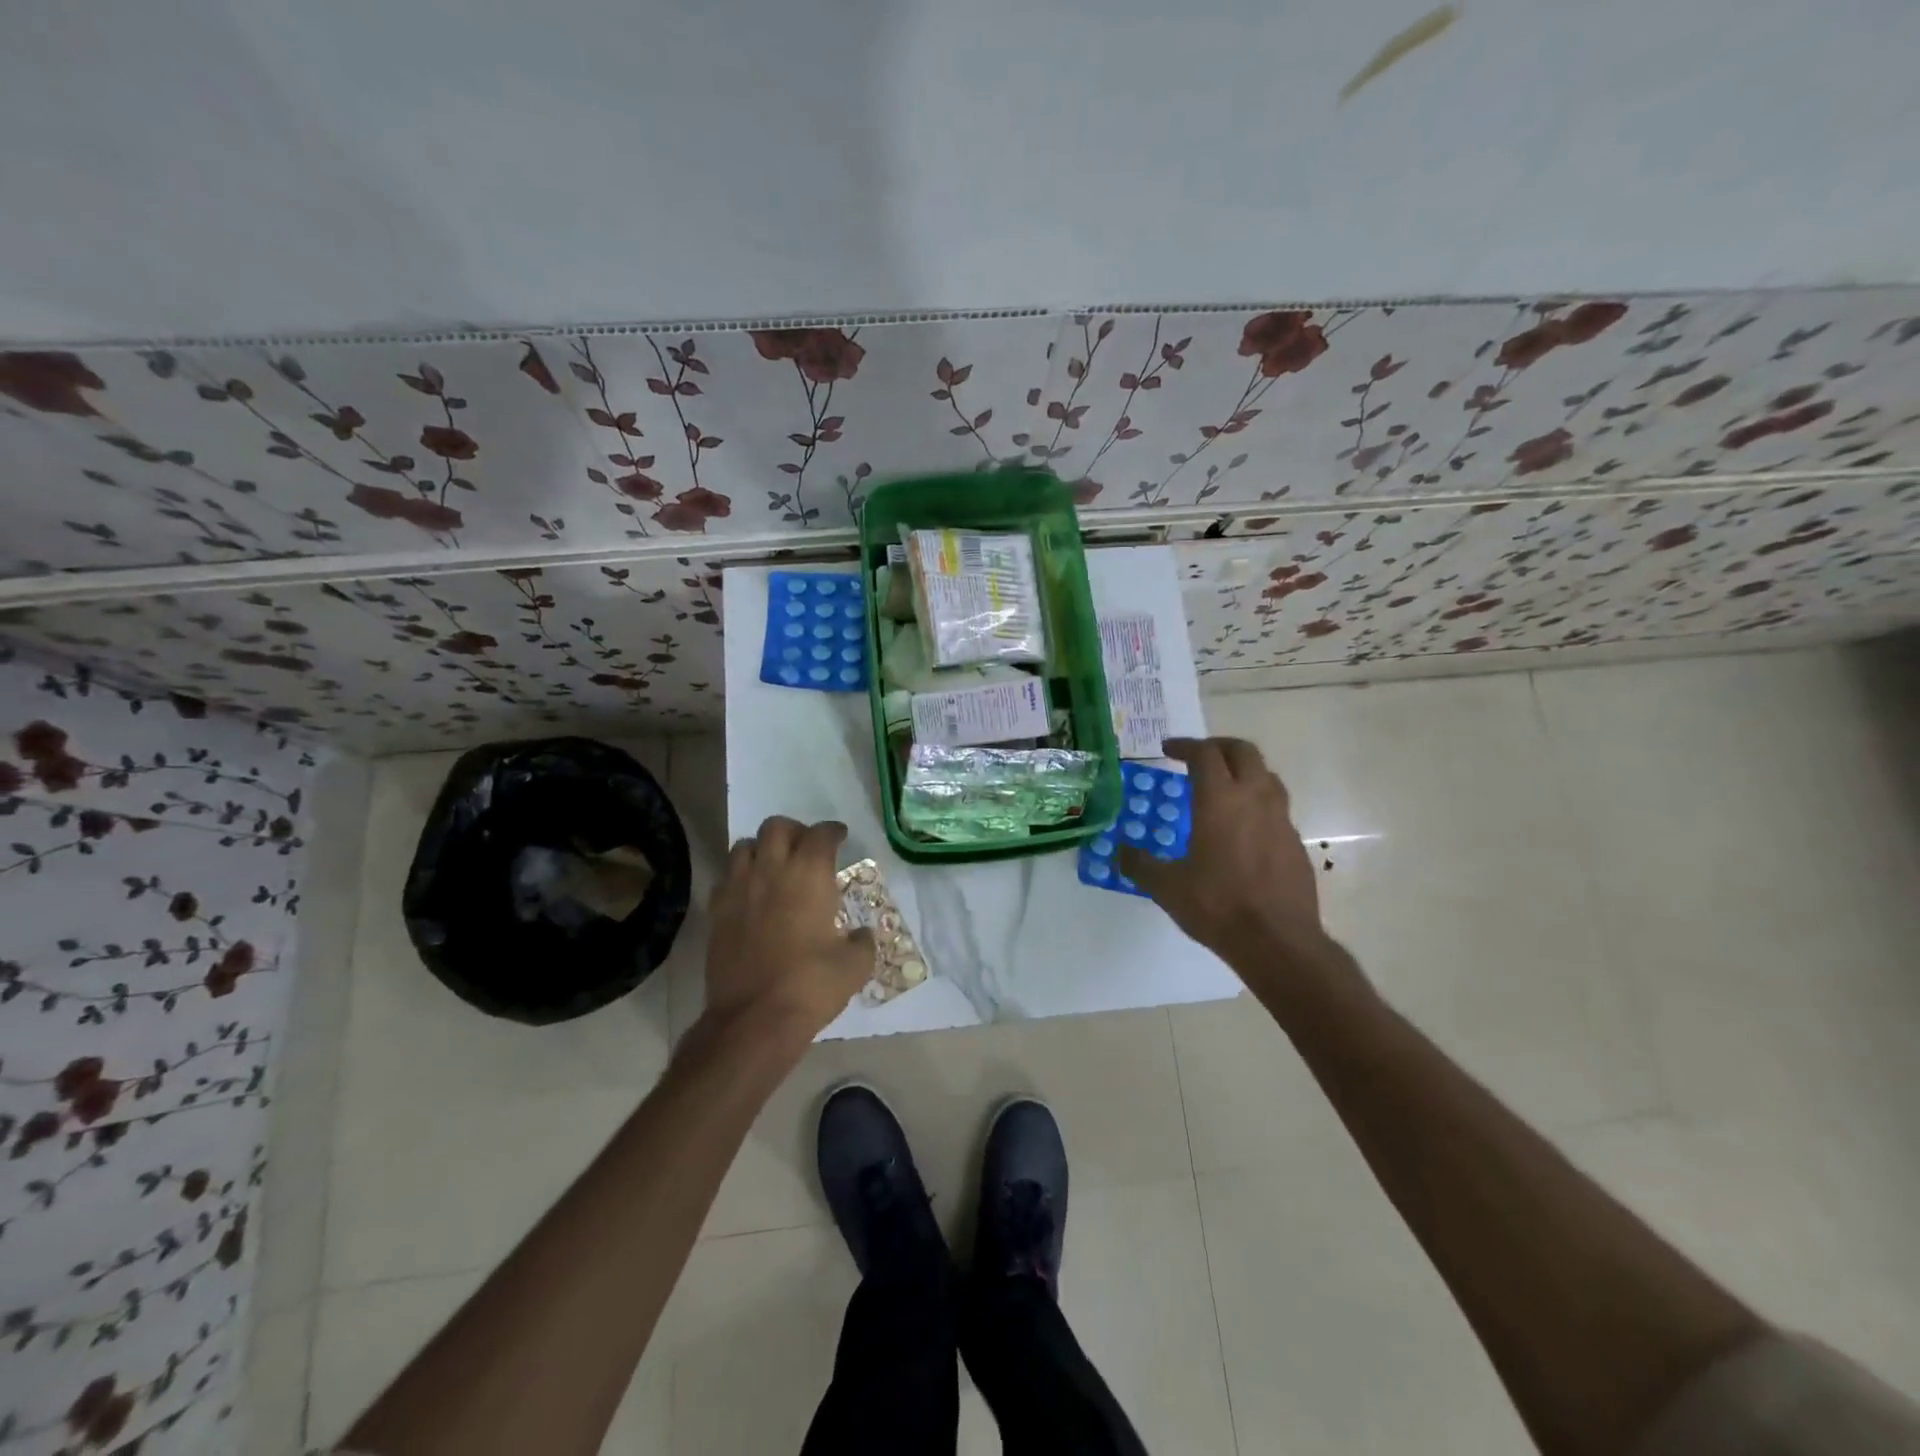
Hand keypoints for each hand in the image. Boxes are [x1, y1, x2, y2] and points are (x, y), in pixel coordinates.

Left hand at [703, 816, 873, 1046]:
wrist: (754, 1019)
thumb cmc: (811, 985)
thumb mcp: (855, 965)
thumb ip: (862, 941)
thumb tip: (861, 935)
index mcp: (809, 874)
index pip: (821, 834)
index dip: (833, 832)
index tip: (840, 837)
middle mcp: (771, 870)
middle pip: (777, 826)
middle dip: (794, 831)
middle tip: (806, 848)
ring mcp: (738, 888)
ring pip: (744, 846)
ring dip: (762, 849)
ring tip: (774, 867)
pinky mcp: (716, 911)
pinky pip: (726, 878)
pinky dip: (739, 878)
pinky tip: (750, 896)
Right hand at [1119, 738, 1326, 968]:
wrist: (1278, 942)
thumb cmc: (1217, 906)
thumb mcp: (1166, 887)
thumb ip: (1139, 864)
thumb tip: (1120, 851)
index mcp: (1219, 800)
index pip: (1204, 754)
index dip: (1185, 745)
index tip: (1168, 750)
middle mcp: (1254, 799)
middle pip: (1243, 751)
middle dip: (1219, 746)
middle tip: (1198, 757)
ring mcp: (1281, 820)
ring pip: (1266, 776)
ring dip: (1243, 771)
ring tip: (1223, 788)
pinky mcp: (1295, 843)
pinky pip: (1277, 809)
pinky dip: (1257, 804)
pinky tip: (1243, 830)